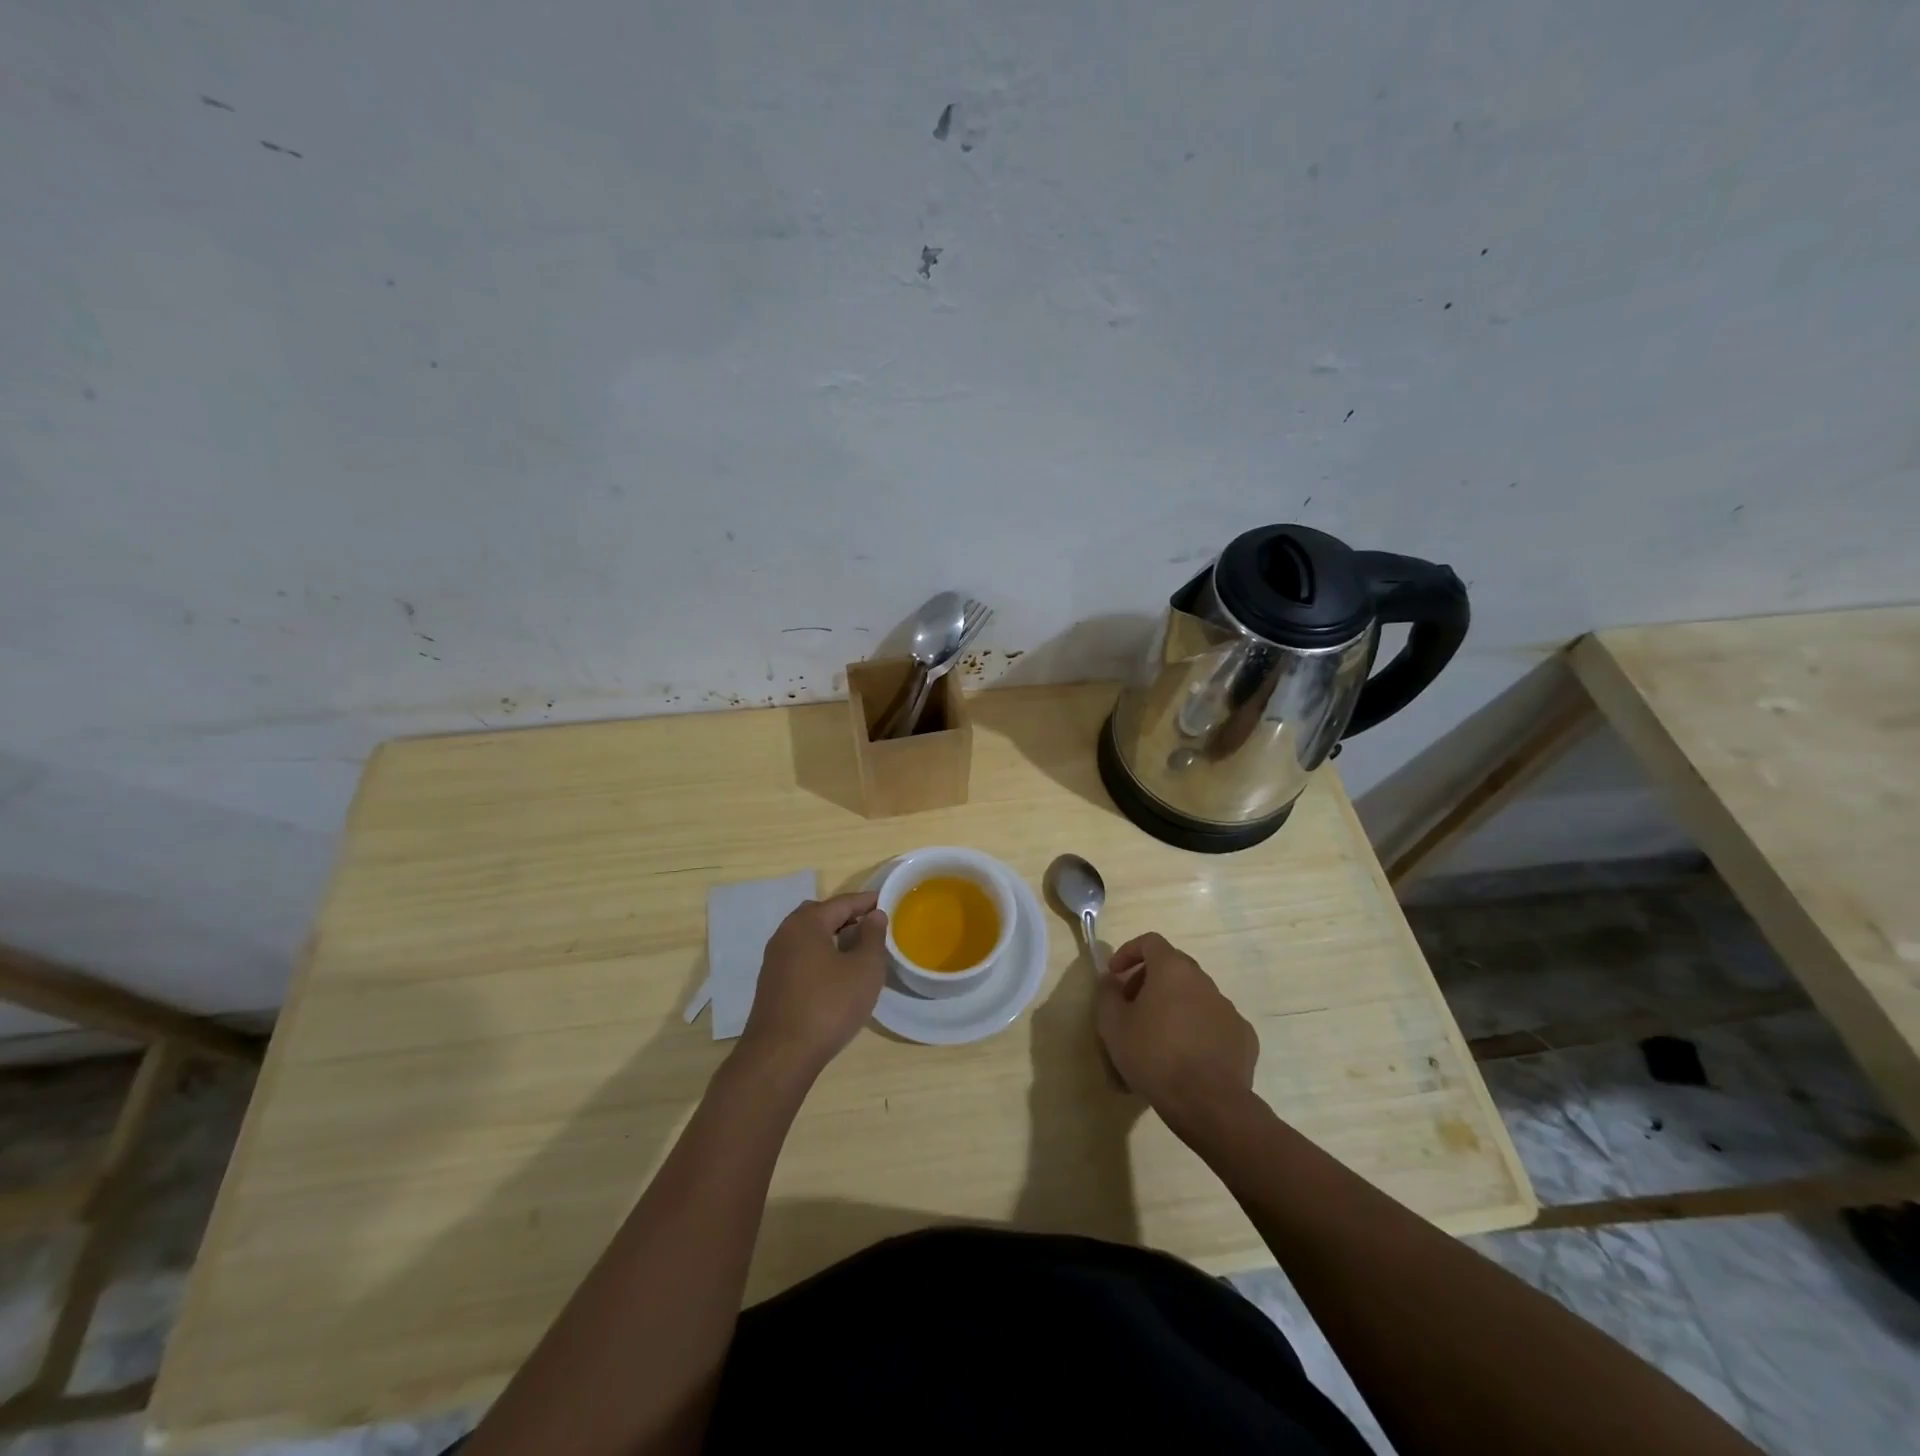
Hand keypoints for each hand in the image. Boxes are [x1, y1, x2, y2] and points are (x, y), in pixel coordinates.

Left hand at [739, 891, 888, 1078]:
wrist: (780, 1056)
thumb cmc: (829, 1005)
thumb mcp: (865, 969)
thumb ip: (872, 937)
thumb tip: (874, 915)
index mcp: (807, 923)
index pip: (842, 902)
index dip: (867, 901)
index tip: (887, 902)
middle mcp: (785, 934)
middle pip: (820, 914)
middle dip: (846, 916)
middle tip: (870, 926)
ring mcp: (774, 960)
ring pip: (808, 937)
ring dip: (831, 937)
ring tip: (856, 951)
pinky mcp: (771, 983)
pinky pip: (800, 956)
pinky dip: (819, 955)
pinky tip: (835, 975)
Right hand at [1097, 933, 1258, 1132]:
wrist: (1208, 1104)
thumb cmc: (1154, 1056)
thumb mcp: (1113, 1025)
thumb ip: (1107, 994)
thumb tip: (1111, 980)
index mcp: (1173, 970)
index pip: (1150, 942)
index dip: (1129, 952)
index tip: (1114, 975)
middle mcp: (1204, 981)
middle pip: (1173, 967)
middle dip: (1149, 981)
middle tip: (1132, 1007)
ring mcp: (1228, 1008)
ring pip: (1195, 996)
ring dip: (1174, 1005)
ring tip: (1158, 1038)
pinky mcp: (1244, 1037)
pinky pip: (1214, 1023)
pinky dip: (1197, 1029)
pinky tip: (1187, 1057)